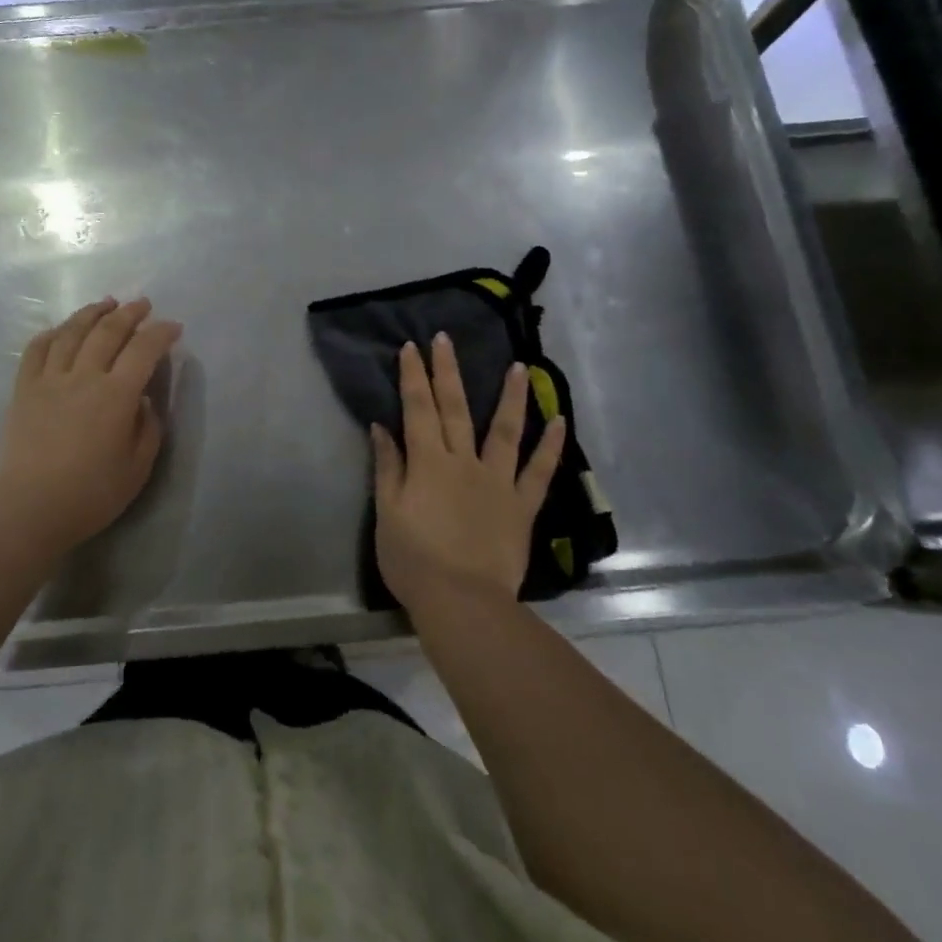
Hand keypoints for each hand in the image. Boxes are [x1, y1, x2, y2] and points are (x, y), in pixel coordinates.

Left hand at [0, 296, 182, 556]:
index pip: (144, 350)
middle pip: (108, 331)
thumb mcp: (138, 468)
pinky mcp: (24, 389)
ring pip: (72, 332)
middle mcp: (84, 377)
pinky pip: (37, 349)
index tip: (173, 327)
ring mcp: (50, 379)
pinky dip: (52, 333)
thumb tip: (144, 401)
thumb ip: (148, 428)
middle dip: (129, 313)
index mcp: (117, 396)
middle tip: (142, 304)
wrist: (30, 508)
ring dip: (92, 313)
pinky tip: (61, 329)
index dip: (161, 333)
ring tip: (106, 303)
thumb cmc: (91, 494)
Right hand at [371, 333, 565, 612]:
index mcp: (428, 462)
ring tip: (519, 367)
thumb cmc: (414, 560)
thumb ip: (387, 468)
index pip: (418, 409)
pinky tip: (560, 421)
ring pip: (505, 430)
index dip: (413, 377)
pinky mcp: (521, 506)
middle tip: (445, 339)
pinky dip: (550, 446)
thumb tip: (382, 428)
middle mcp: (464, 462)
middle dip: (448, 371)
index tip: (411, 348)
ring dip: (511, 397)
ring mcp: (497, 481)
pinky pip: (538, 472)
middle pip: (455, 409)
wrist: (462, 602)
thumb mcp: (387, 513)